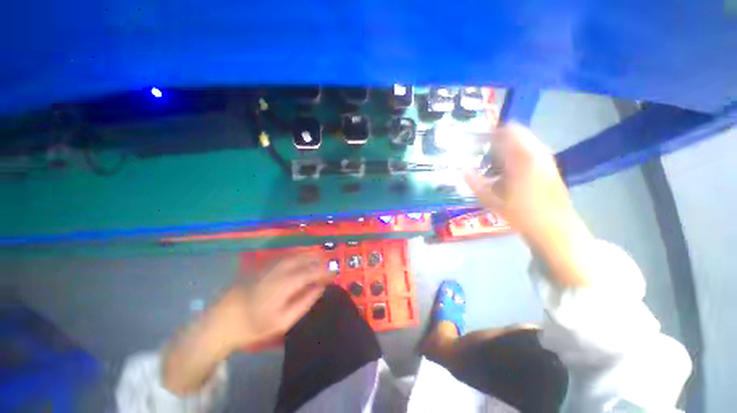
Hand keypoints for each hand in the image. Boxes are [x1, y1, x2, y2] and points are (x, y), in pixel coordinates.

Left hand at [163, 255, 331, 394]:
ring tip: (320, 261)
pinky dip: (299, 255)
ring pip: (297, 254)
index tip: (335, 275)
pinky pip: (288, 255)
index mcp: (286, 283)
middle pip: (305, 259)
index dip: (325, 272)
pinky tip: (302, 259)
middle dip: (320, 261)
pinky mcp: (264, 265)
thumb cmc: (253, 325)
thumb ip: (304, 302)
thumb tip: (320, 288)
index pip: (312, 272)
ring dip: (310, 256)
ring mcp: (271, 265)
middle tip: (329, 268)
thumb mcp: (282, 321)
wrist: (221, 320)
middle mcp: (280, 269)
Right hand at [464, 123, 572, 240]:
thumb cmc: (521, 214)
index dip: (491, 134)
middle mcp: (537, 153)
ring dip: (507, 150)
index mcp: (523, 158)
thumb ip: (475, 183)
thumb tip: (463, 170)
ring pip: (523, 144)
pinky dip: (516, 157)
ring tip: (493, 167)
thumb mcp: (492, 200)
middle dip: (497, 143)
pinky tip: (508, 175)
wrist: (555, 229)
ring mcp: (546, 160)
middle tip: (482, 157)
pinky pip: (530, 153)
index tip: (476, 143)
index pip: (508, 131)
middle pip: (516, 135)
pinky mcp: (550, 168)